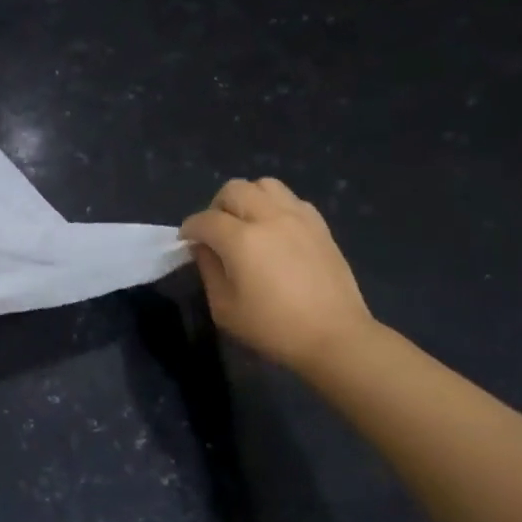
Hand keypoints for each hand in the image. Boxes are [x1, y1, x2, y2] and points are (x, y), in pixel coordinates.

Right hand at [180, 178, 375, 376]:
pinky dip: (274, 206)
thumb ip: (208, 270)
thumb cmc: (273, 328)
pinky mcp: (319, 224)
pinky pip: (290, 199)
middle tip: (215, 232)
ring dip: (247, 199)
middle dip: (216, 207)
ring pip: (264, 185)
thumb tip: (204, 248)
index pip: (205, 220)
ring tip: (246, 223)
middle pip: (234, 190)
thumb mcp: (224, 308)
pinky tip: (274, 231)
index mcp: (241, 240)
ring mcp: (298, 217)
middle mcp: (269, 218)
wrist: (334, 336)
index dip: (189, 229)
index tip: (186, 242)